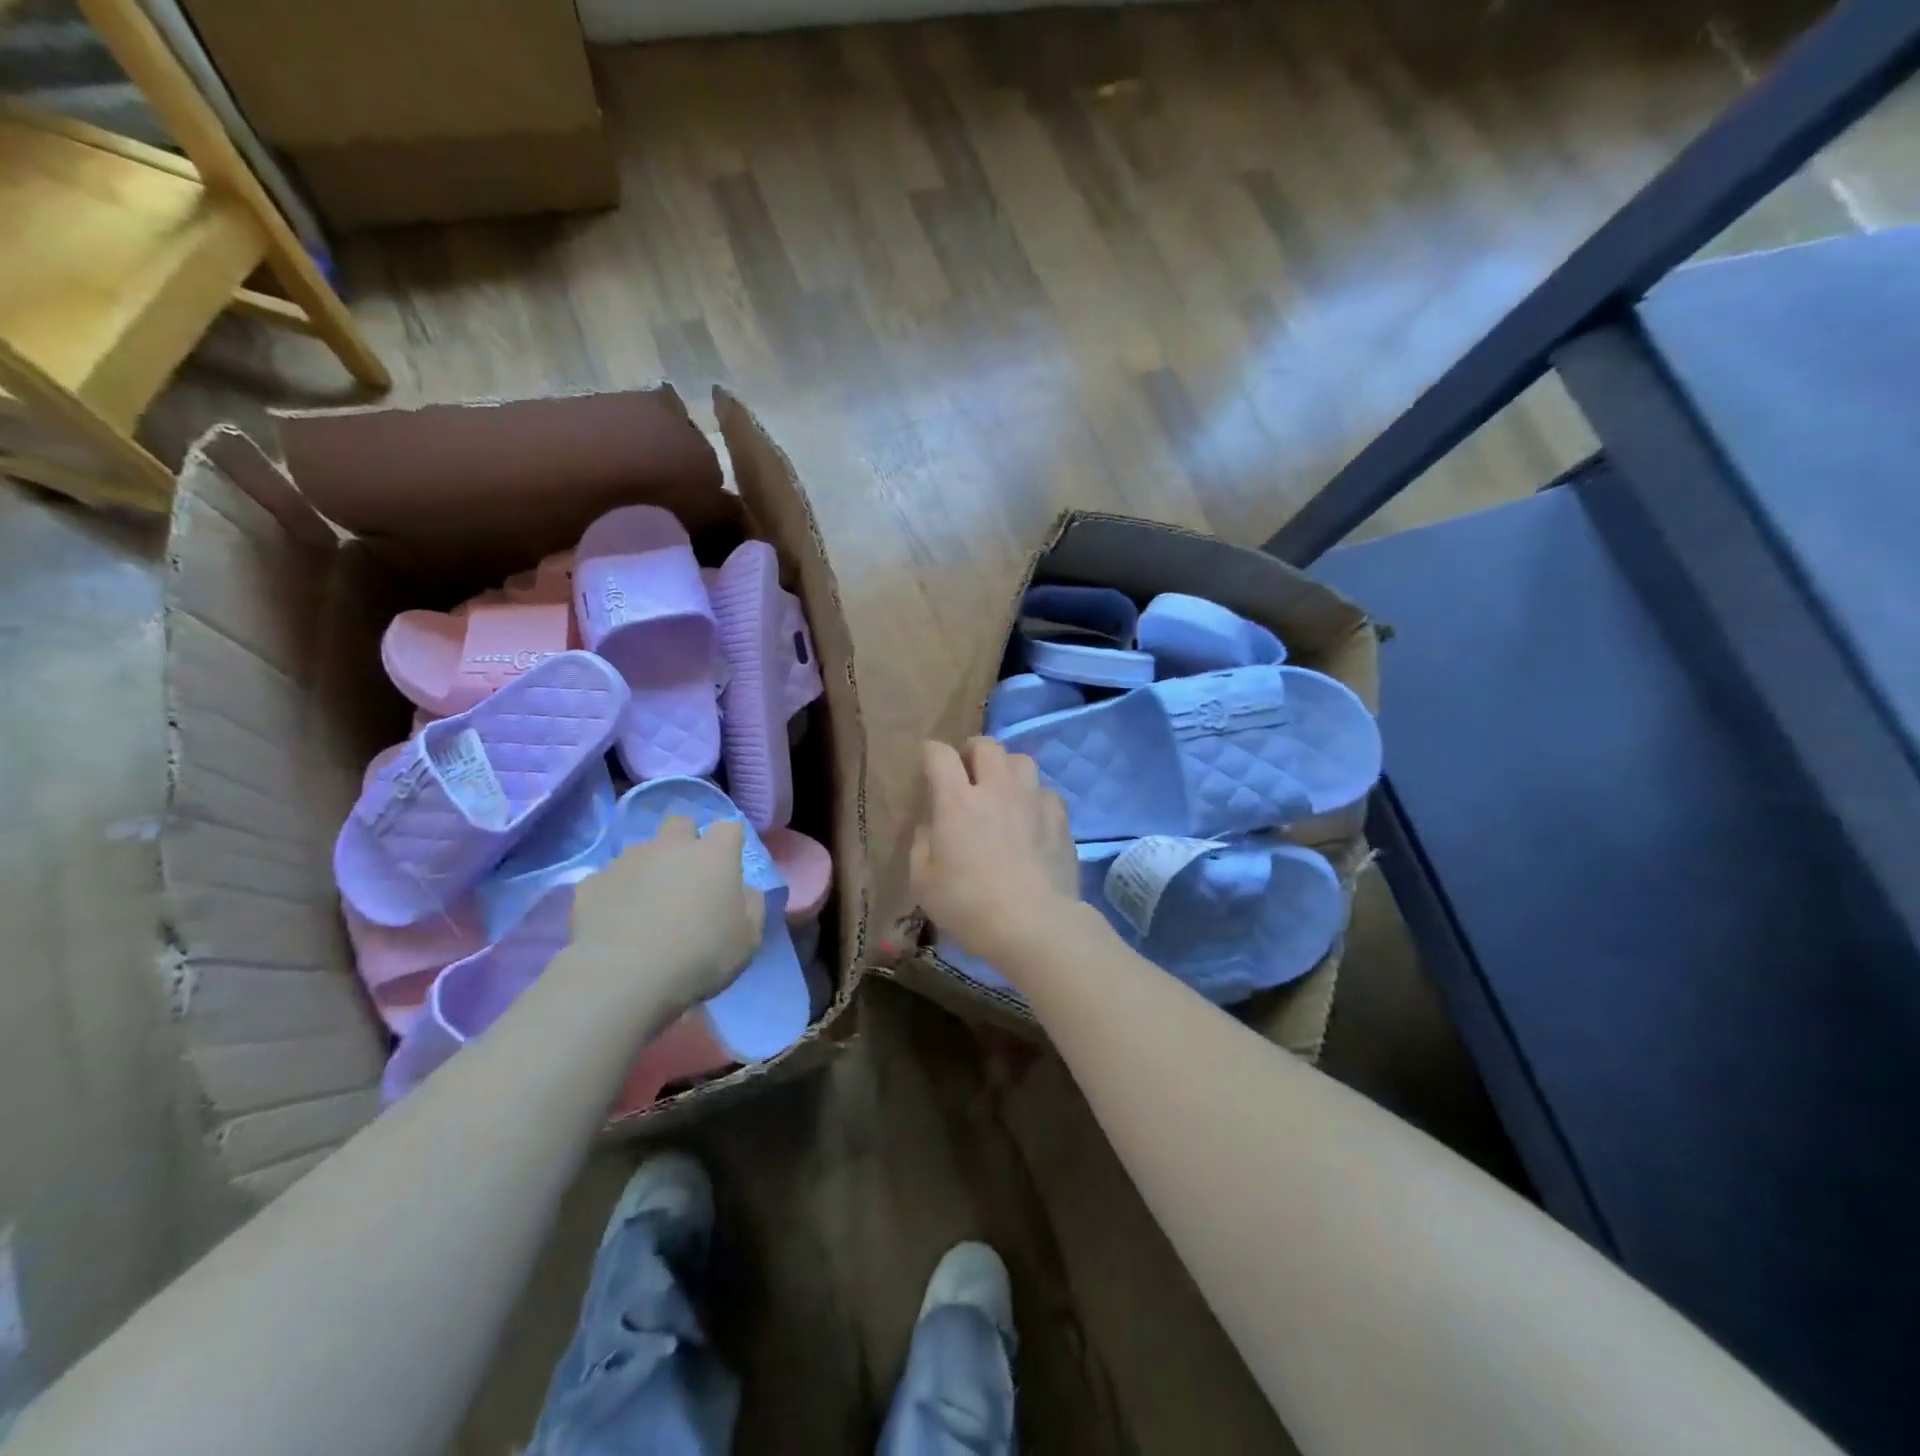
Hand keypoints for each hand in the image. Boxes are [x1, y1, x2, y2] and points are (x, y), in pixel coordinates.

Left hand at [568, 817, 765, 1013]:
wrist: (624, 979)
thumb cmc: (701, 956)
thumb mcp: (748, 939)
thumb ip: (752, 905)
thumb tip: (744, 890)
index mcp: (714, 854)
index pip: (729, 827)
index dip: (730, 842)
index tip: (729, 865)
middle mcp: (670, 846)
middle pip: (680, 823)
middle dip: (685, 841)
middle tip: (687, 877)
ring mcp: (627, 861)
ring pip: (642, 851)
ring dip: (649, 868)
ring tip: (647, 906)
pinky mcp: (591, 883)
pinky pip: (608, 880)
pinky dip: (615, 894)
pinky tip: (616, 923)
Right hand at [911, 738, 1079, 964]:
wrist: (1035, 925)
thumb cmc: (969, 906)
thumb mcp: (923, 881)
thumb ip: (922, 843)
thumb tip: (931, 825)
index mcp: (957, 801)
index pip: (940, 755)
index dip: (931, 754)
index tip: (928, 765)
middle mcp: (997, 789)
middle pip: (986, 745)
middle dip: (972, 751)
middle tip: (967, 771)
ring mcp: (1033, 800)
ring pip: (1021, 760)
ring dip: (1007, 768)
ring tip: (1002, 788)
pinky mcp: (1060, 817)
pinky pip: (1045, 791)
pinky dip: (1034, 797)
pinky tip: (1031, 817)